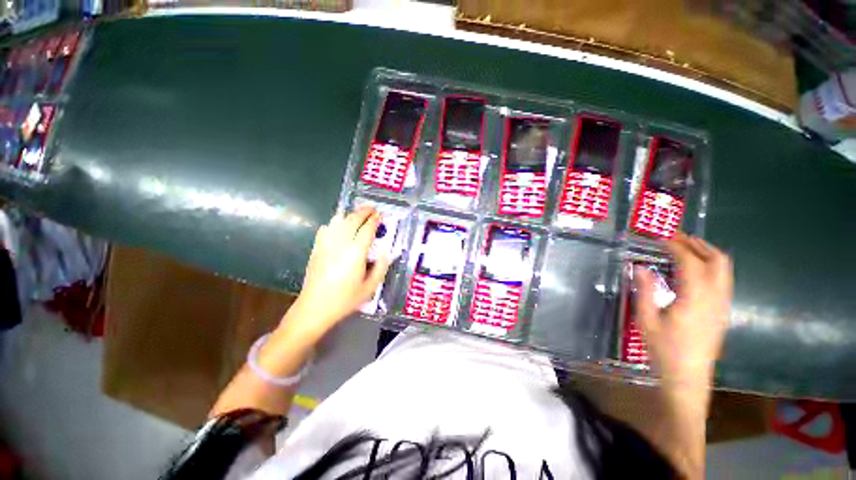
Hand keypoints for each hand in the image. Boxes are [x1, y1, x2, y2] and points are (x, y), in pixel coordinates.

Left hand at [286, 206, 390, 337]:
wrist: (314, 308)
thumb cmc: (345, 300)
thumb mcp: (370, 287)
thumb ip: (381, 268)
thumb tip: (385, 253)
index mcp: (356, 252)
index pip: (367, 229)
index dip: (375, 220)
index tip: (380, 214)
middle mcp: (341, 243)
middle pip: (352, 220)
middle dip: (363, 211)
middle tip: (371, 208)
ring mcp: (326, 244)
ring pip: (338, 221)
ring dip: (349, 215)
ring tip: (357, 214)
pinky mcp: (316, 249)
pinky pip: (326, 229)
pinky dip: (334, 223)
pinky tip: (338, 226)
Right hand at [635, 232, 732, 388]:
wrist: (688, 377)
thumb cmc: (664, 349)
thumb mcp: (646, 319)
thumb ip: (644, 290)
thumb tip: (639, 266)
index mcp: (695, 299)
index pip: (691, 262)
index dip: (676, 246)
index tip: (660, 238)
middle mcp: (715, 298)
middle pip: (717, 260)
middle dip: (698, 244)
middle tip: (676, 238)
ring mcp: (723, 304)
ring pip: (725, 269)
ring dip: (707, 253)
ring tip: (685, 248)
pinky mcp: (723, 311)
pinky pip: (723, 279)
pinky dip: (711, 266)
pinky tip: (693, 270)